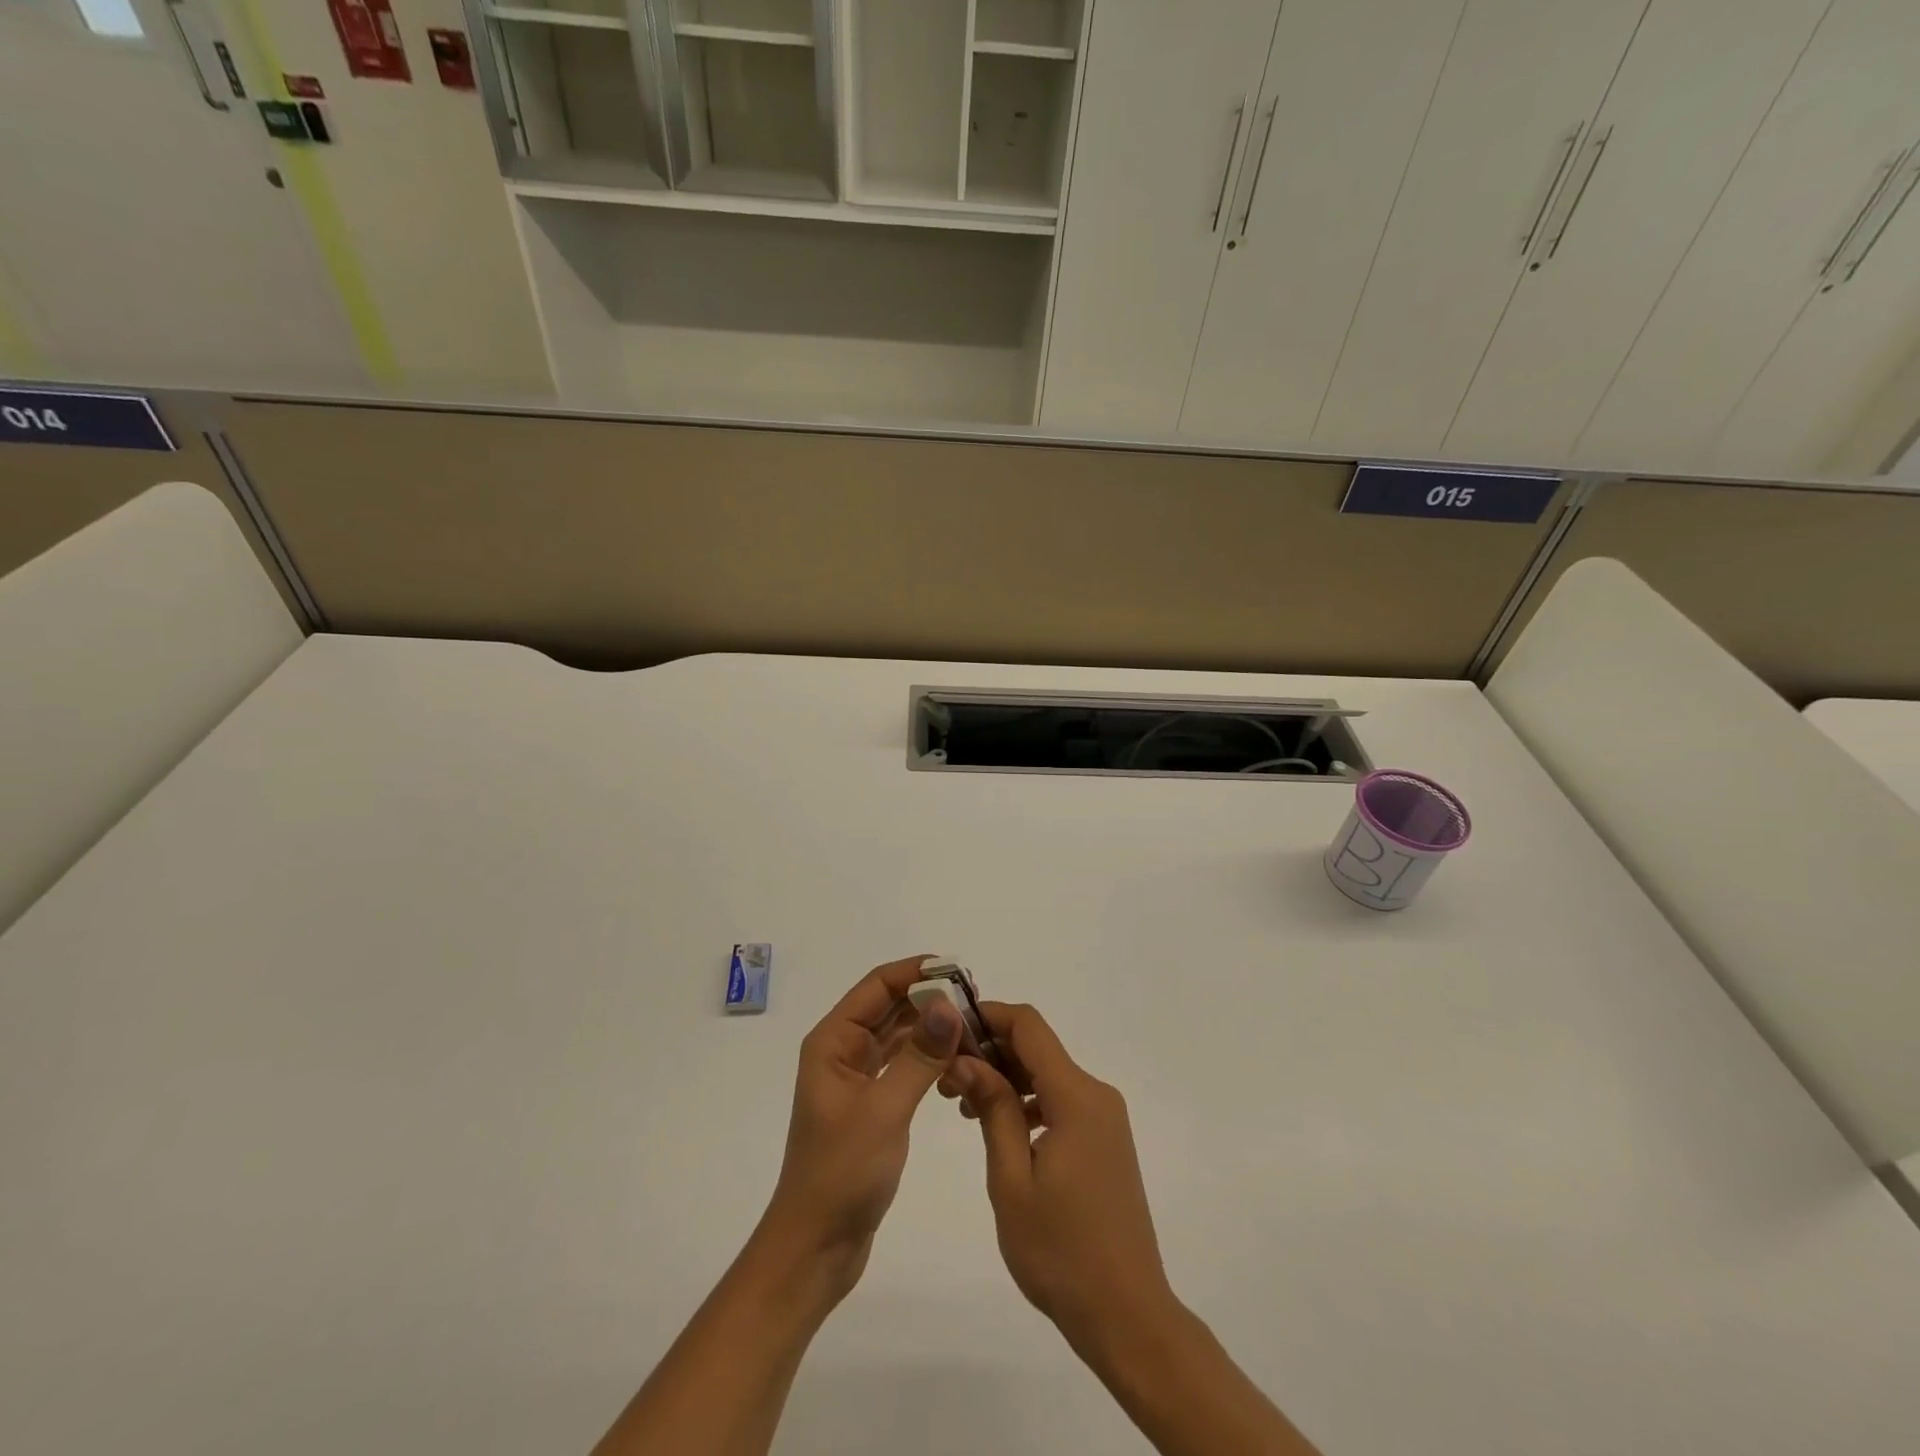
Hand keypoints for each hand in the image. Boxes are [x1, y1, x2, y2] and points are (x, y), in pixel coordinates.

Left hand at [759, 956, 963, 1298]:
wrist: (816, 1246)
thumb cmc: (841, 1172)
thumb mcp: (884, 1110)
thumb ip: (919, 1055)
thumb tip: (949, 1004)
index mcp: (834, 1041)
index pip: (877, 986)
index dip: (915, 971)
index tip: (959, 971)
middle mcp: (843, 1050)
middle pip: (890, 1006)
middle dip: (930, 999)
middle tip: (977, 1002)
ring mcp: (858, 1077)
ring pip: (900, 1035)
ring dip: (933, 1029)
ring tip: (974, 1030)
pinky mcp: (873, 1103)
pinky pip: (905, 1064)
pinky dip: (930, 1058)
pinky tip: (958, 1065)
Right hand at [944, 1002, 1176, 1351]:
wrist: (1127, 1315)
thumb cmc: (1061, 1251)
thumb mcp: (1012, 1179)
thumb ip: (993, 1109)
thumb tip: (966, 1059)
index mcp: (1077, 1097)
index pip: (1029, 1026)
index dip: (988, 1016)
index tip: (949, 1028)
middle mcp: (1096, 1095)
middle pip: (1038, 1048)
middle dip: (991, 1051)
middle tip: (946, 1078)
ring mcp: (1105, 1118)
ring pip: (1048, 1074)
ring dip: (1007, 1078)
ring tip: (963, 1106)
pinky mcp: (1105, 1139)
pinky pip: (1061, 1100)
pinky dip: (1028, 1102)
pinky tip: (1000, 1128)